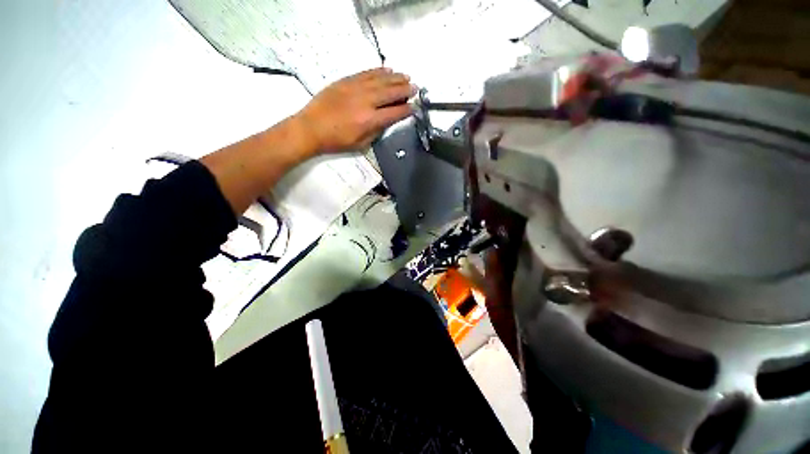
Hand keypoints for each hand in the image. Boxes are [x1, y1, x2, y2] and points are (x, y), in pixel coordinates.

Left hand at [295, 68, 414, 153]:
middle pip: (390, 92)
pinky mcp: (346, 81)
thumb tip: (386, 121)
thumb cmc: (336, 141)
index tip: (414, 107)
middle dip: (405, 90)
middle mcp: (365, 101)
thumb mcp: (360, 144)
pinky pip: (366, 73)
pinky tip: (387, 70)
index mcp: (369, 120)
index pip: (394, 112)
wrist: (311, 128)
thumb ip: (376, 132)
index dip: (406, 110)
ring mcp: (355, 88)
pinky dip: (378, 71)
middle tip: (415, 88)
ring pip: (380, 80)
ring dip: (395, 78)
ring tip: (406, 76)